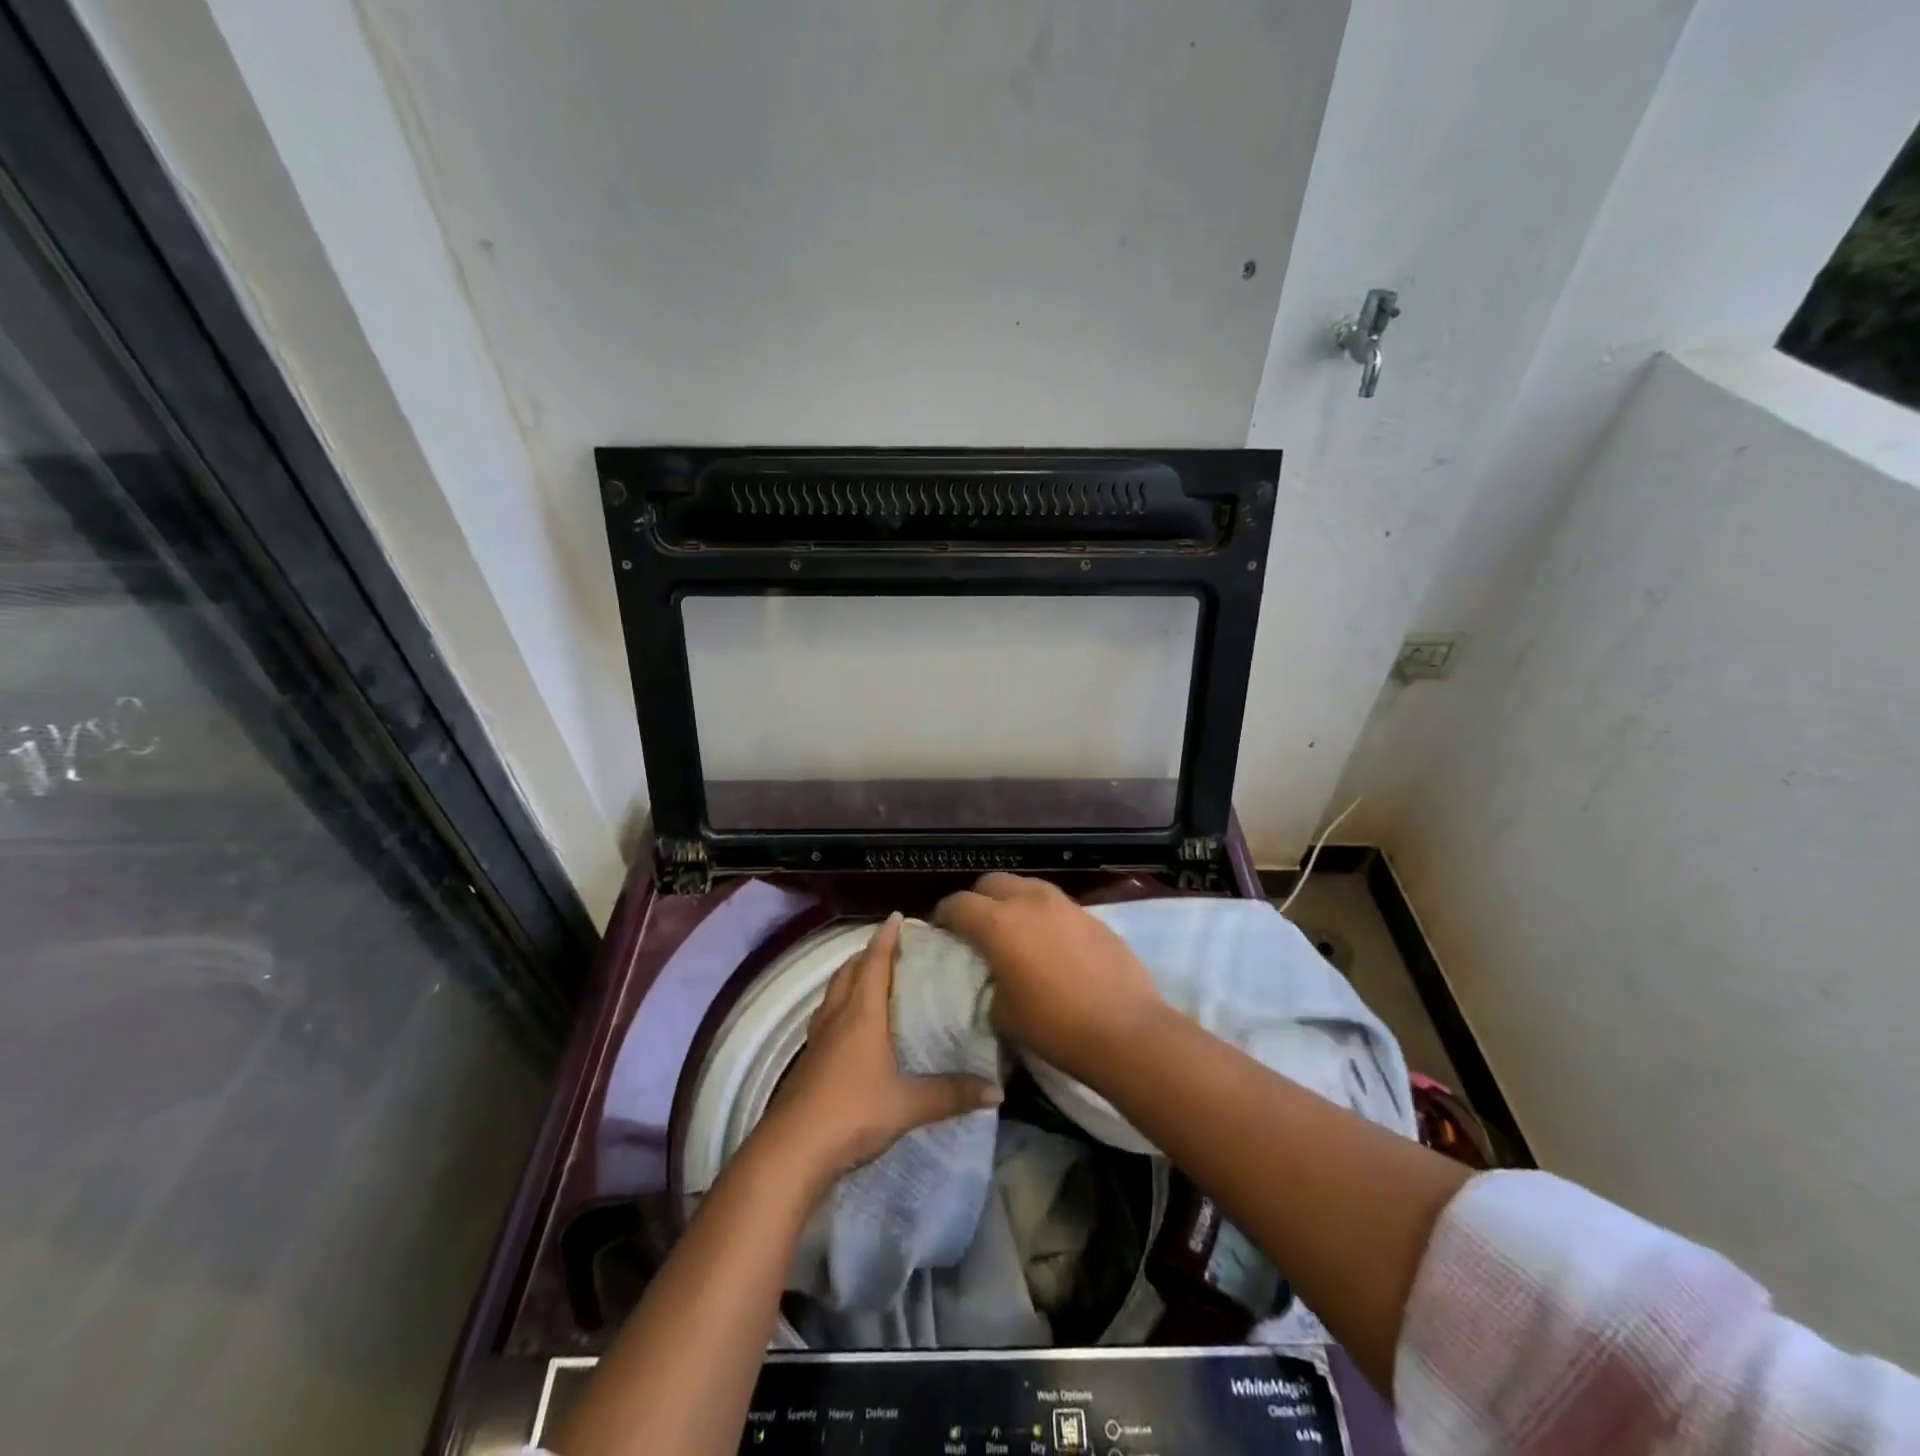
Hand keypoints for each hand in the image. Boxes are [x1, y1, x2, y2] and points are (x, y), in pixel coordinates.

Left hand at [757, 913, 1001, 1191]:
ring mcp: (818, 1038)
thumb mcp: (908, 1105)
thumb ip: (952, 1094)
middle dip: (869, 953)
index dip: (886, 937)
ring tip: (871, 976)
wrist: (792, 1150)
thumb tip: (998, 1091)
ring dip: (851, 977)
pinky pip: (826, 1017)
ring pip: (834, 992)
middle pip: (850, 971)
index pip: (875, 962)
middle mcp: (838, 1016)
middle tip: (891, 947)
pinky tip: (849, 1025)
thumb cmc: (852, 1112)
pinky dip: (840, 1006)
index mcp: (862, 1014)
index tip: (897, 917)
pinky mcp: (808, 1061)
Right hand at [933, 874, 1160, 1082]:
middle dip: (977, 900)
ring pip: (1026, 886)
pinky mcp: (1091, 915)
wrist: (1126, 1030)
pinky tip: (1048, 943)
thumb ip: (988, 984)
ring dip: (1011, 901)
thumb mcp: (1002, 1013)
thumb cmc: (1055, 1027)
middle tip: (975, 927)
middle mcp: (1029, 902)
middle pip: (992, 882)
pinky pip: (1054, 904)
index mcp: (999, 924)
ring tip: (1013, 931)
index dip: (943, 915)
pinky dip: (1041, 914)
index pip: (958, 904)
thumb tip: (993, 976)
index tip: (941, 931)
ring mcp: (1064, 904)